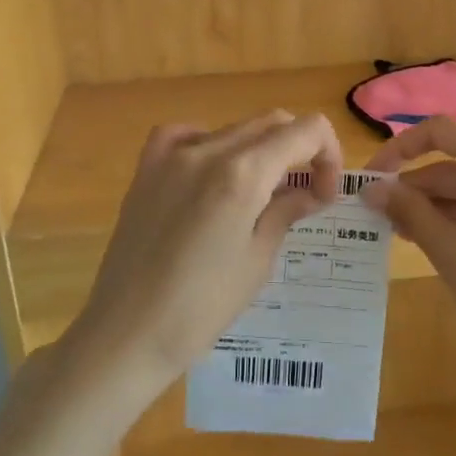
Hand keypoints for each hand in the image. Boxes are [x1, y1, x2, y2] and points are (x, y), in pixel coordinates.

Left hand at [61, 111, 343, 403]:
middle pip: (272, 123)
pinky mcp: (146, 169)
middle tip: (304, 194)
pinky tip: (210, 172)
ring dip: (260, 150)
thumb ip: (285, 211)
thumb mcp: (258, 260)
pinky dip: (209, 143)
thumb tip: (309, 191)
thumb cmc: (202, 307)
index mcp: (243, 173)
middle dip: (299, 150)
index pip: (306, 131)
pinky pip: (185, 134)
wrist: (127, 333)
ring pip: (233, 128)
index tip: (324, 194)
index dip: (328, 155)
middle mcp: (208, 150)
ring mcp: (171, 155)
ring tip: (259, 193)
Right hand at [363, 118, 455, 399]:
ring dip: (437, 206)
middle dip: (417, 187)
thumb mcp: (446, 248)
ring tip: (399, 232)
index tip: (371, 176)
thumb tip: (370, 188)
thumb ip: (407, 209)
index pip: (442, 133)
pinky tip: (437, 241)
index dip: (400, 148)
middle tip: (377, 215)